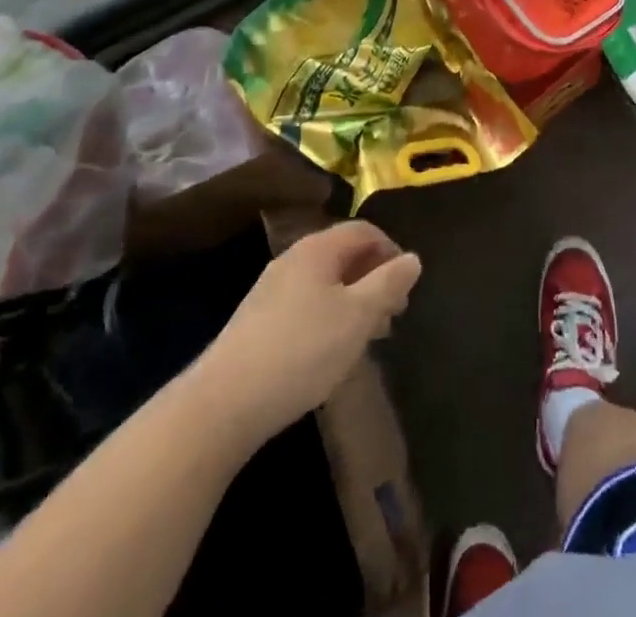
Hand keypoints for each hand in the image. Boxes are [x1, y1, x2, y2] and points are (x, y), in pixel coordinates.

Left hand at [202, 221, 421, 442]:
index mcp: (317, 249)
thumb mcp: (357, 316)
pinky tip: (331, 353)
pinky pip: (305, 306)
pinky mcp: (257, 323)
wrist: (223, 404)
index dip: (391, 251)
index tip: (407, 286)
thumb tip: (413, 258)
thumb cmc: (301, 350)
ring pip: (325, 284)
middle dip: (374, 280)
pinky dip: (329, 318)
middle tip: (392, 315)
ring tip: (367, 338)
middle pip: (344, 256)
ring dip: (353, 302)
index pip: (364, 231)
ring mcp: (271, 291)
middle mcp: (292, 260)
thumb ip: (389, 283)